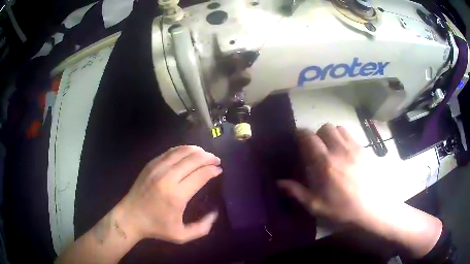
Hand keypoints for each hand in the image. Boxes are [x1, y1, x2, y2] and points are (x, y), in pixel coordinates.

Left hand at [119, 145, 221, 243]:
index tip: (219, 170)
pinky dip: (183, 150)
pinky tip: (189, 153)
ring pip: (182, 151)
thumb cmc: (156, 228)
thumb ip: (202, 228)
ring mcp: (157, 168)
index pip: (200, 175)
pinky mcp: (151, 164)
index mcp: (177, 195)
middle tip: (216, 160)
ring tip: (205, 154)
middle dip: (208, 157)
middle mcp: (167, 177)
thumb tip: (215, 213)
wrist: (130, 217)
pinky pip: (170, 151)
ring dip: (197, 150)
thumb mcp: (182, 236)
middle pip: (193, 159)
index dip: (212, 170)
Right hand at [278, 124, 373, 224]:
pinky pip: (350, 134)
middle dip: (317, 135)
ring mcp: (353, 148)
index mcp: (325, 163)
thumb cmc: (341, 208)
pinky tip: (344, 152)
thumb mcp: (315, 205)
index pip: (309, 137)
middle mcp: (339, 150)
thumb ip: (296, 192)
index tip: (299, 142)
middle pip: (324, 128)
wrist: (368, 209)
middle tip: (317, 149)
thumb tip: (278, 183)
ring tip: (331, 148)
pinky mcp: (362, 150)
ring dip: (331, 135)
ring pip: (338, 128)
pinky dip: (343, 138)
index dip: (301, 135)